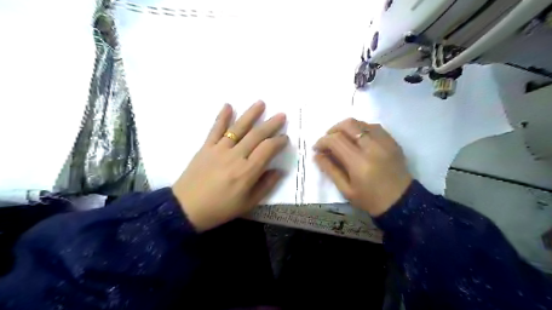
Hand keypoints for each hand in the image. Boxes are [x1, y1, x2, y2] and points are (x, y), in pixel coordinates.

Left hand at [172, 100, 288, 230]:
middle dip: (271, 124)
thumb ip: (266, 186)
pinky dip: (222, 116)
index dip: (279, 141)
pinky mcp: (206, 147)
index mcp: (247, 171)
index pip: (267, 149)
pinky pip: (215, 129)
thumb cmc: (220, 208)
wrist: (186, 209)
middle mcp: (235, 156)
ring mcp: (219, 149)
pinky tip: (228, 105)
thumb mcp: (248, 203)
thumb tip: (279, 171)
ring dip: (251, 114)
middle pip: (256, 135)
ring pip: (238, 128)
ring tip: (261, 103)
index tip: (285, 138)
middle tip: (281, 115)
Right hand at [312, 118, 410, 215]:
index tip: (317, 148)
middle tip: (328, 141)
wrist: (401, 202)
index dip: (322, 141)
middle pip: (348, 124)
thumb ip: (330, 170)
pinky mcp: (392, 141)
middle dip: (333, 130)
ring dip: (347, 128)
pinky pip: (373, 126)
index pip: (336, 140)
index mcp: (359, 163)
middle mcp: (372, 147)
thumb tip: (317, 155)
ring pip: (361, 123)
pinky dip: (361, 129)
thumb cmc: (370, 200)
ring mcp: (385, 142)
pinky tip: (357, 140)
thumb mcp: (346, 189)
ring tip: (342, 140)